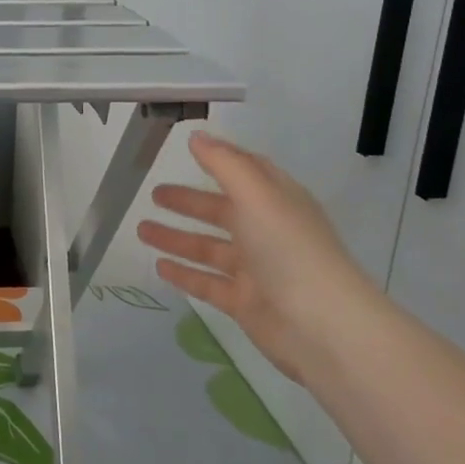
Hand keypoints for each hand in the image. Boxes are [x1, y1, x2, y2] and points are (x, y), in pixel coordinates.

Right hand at [135, 130, 380, 381]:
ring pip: (209, 248)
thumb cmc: (290, 249)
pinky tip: (159, 267)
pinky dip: (184, 274)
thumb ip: (224, 164)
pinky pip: (207, 283)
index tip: (188, 150)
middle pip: (222, 211)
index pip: (247, 173)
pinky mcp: (245, 302)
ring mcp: (256, 270)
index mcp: (277, 201)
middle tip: (154, 194)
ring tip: (141, 230)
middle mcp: (267, 232)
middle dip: (189, 202)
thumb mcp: (257, 195)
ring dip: (177, 238)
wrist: (323, 327)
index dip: (220, 160)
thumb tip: (197, 136)